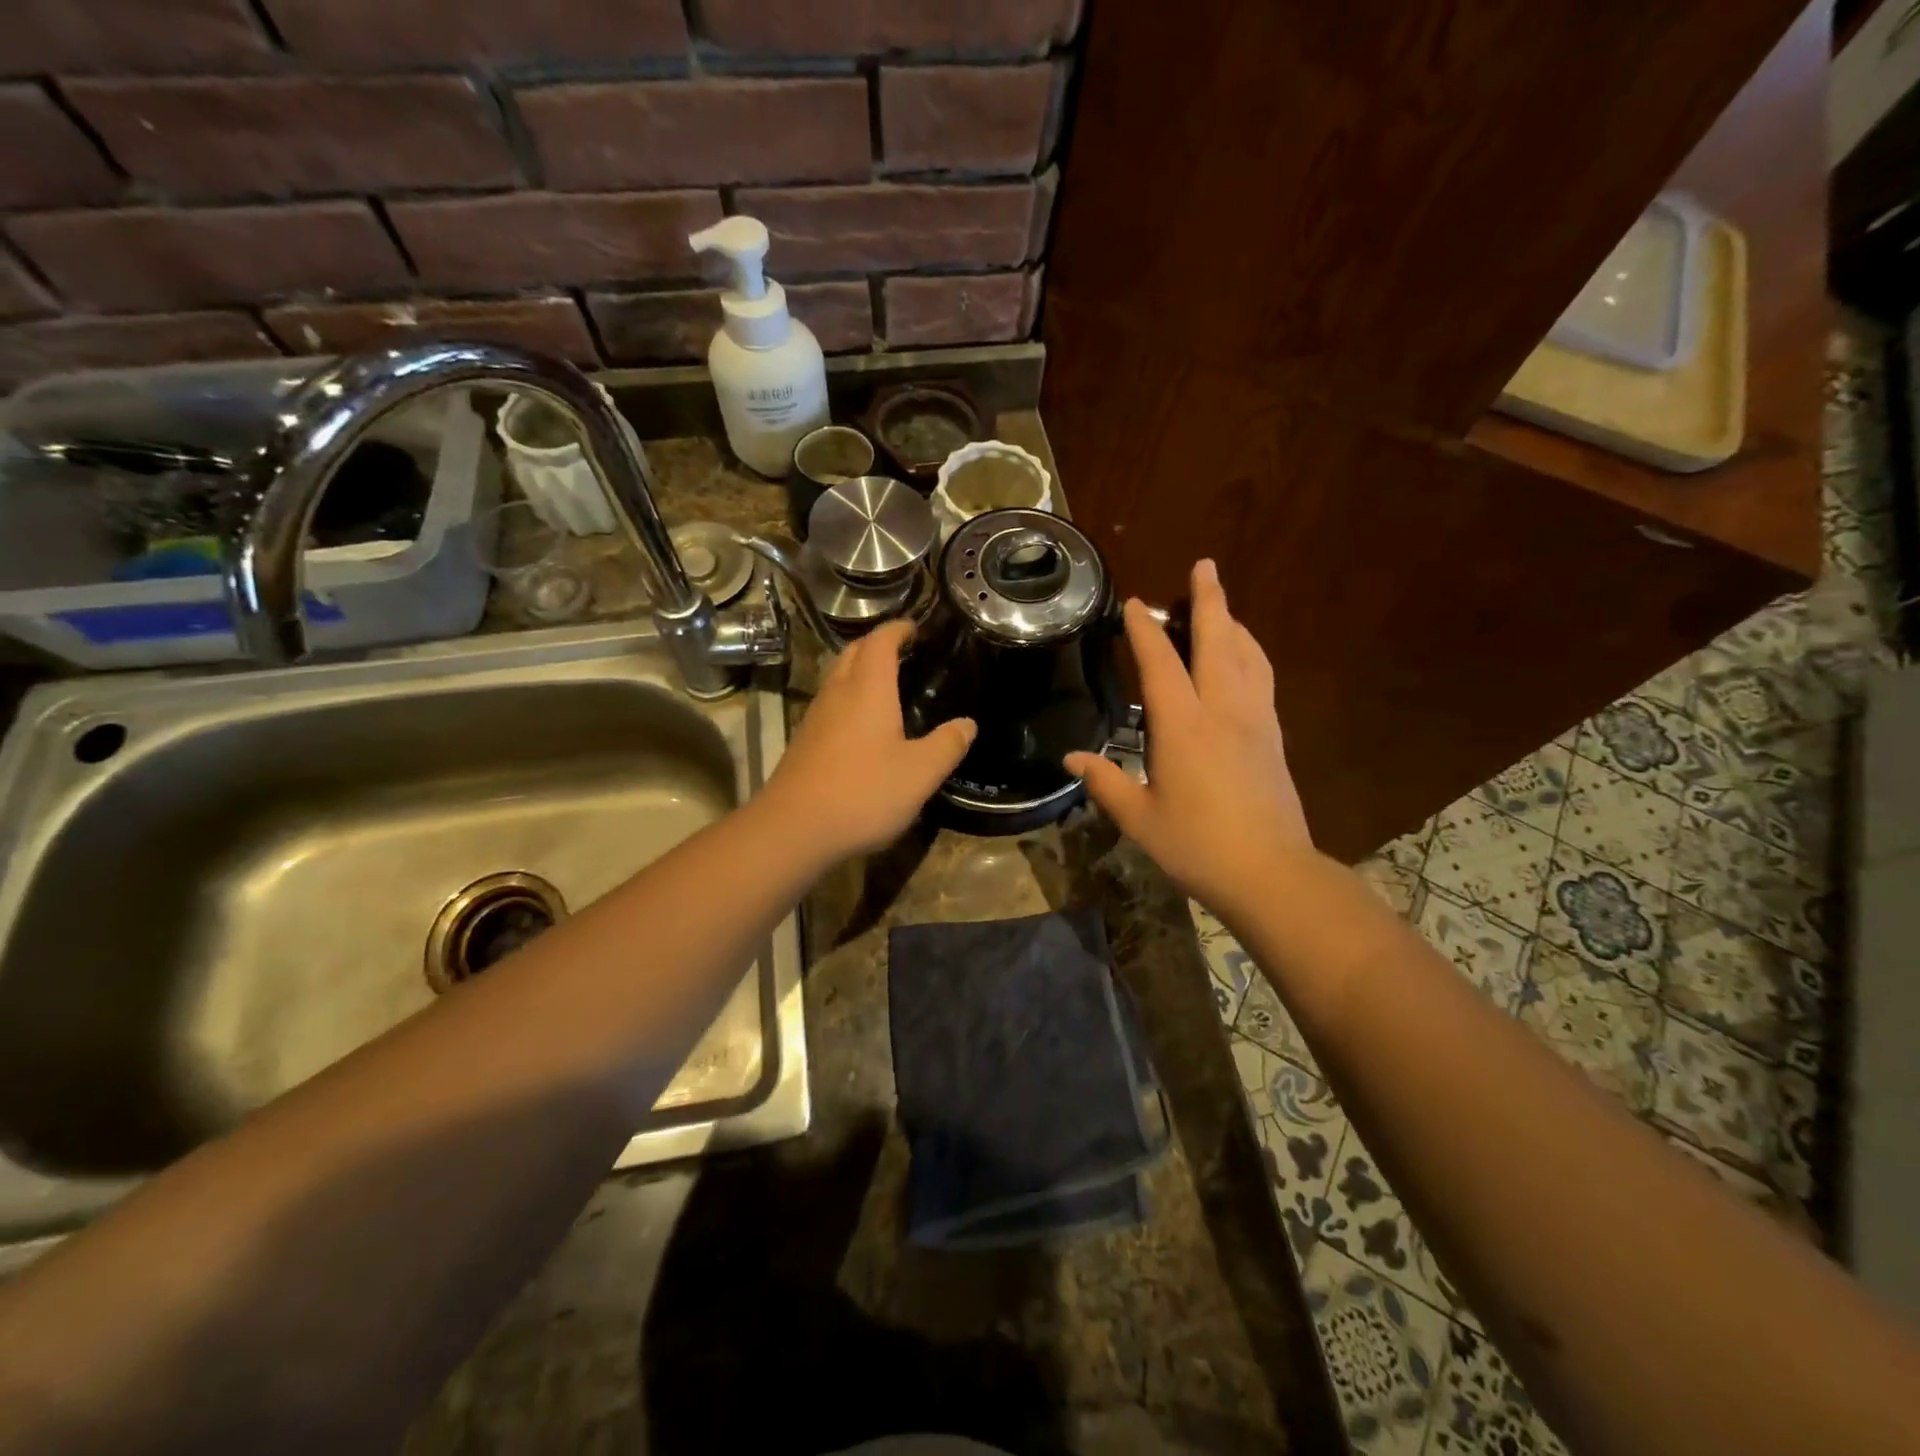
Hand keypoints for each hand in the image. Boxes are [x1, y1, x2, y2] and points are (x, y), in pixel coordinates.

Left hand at [763, 619, 975, 858]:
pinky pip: (829, 705)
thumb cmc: (863, 793)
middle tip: (902, 652)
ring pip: (837, 679)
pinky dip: (848, 699)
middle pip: (852, 653)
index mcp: (868, 690)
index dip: (897, 629)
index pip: (880, 642)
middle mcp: (837, 694)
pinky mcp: (804, 743)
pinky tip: (862, 726)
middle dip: (876, 645)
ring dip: (859, 671)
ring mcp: (815, 718)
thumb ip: (947, 745)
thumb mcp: (920, 773)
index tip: (915, 628)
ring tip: (886, 685)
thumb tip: (968, 724)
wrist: (793, 829)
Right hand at [1066, 560, 1312, 913]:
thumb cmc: (1197, 846)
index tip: (1133, 603)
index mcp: (1182, 726)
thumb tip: (1072, 759)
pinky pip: (1263, 679)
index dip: (1144, 630)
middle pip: (1218, 641)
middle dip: (1210, 599)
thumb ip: (1105, 783)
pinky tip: (1245, 658)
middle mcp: (1222, 710)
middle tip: (1205, 565)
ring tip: (1223, 606)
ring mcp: (1255, 721)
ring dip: (1234, 623)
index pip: (1160, 663)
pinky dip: (1252, 655)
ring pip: (1248, 656)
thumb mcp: (1140, 818)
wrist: (1271, 873)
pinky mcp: (1274, 737)